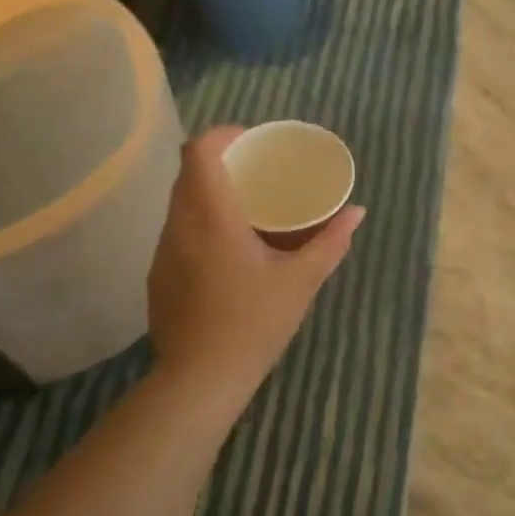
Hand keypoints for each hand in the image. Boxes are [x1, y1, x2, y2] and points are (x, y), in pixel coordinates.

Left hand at [148, 126, 364, 397]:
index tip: (251, 140)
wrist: (200, 380)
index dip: (223, 135)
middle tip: (256, 171)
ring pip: (180, 204)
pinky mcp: (157, 276)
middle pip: (188, 173)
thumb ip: (331, 242)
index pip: (199, 151)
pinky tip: (225, 251)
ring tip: (244, 208)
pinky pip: (177, 233)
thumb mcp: (301, 280)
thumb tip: (357, 212)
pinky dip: (199, 225)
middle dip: (220, 162)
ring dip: (208, 195)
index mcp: (212, 217)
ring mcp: (163, 252)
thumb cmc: (254, 323)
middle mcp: (179, 225)